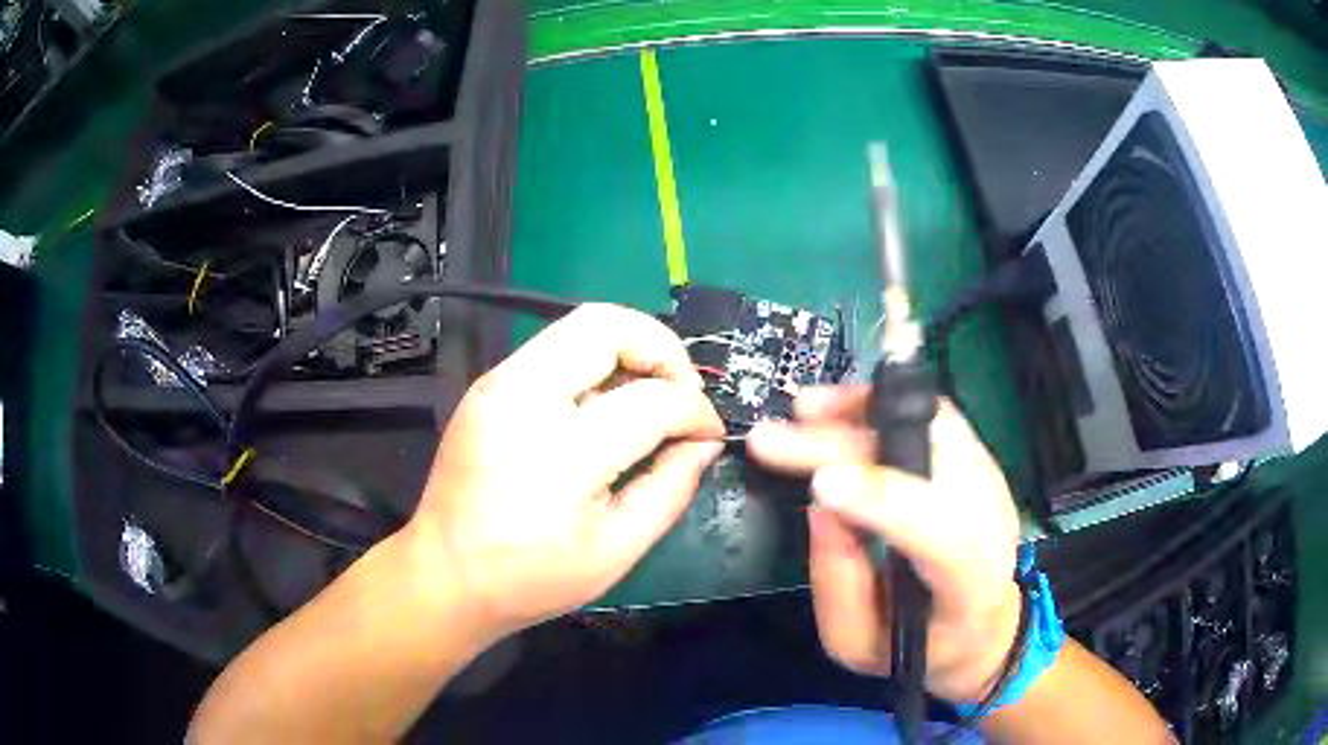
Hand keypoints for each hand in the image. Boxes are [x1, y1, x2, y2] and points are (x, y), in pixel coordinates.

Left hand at [403, 304, 724, 637]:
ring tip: (650, 395)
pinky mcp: (487, 385)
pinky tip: (607, 406)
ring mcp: (497, 383)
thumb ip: (670, 489)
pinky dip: (596, 363)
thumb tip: (704, 441)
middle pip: (608, 325)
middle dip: (663, 349)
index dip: (695, 411)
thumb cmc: (531, 578)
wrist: (444, 576)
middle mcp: (522, 397)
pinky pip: (556, 349)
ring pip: (580, 324)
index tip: (708, 432)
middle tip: (681, 393)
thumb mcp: (616, 550)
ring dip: (630, 349)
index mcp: (559, 451)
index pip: (651, 399)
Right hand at [747, 386, 1020, 702]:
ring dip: (865, 410)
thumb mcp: (861, 646)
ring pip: (933, 424)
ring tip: (805, 408)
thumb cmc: (919, 648)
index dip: (883, 500)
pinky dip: (882, 404)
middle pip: (930, 462)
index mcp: (971, 581)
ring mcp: (989, 480)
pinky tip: (838, 406)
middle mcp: (992, 517)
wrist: (982, 625)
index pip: (939, 531)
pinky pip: (931, 416)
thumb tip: (820, 505)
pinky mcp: (977, 459)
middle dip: (848, 445)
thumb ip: (837, 585)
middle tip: (774, 438)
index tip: (819, 483)